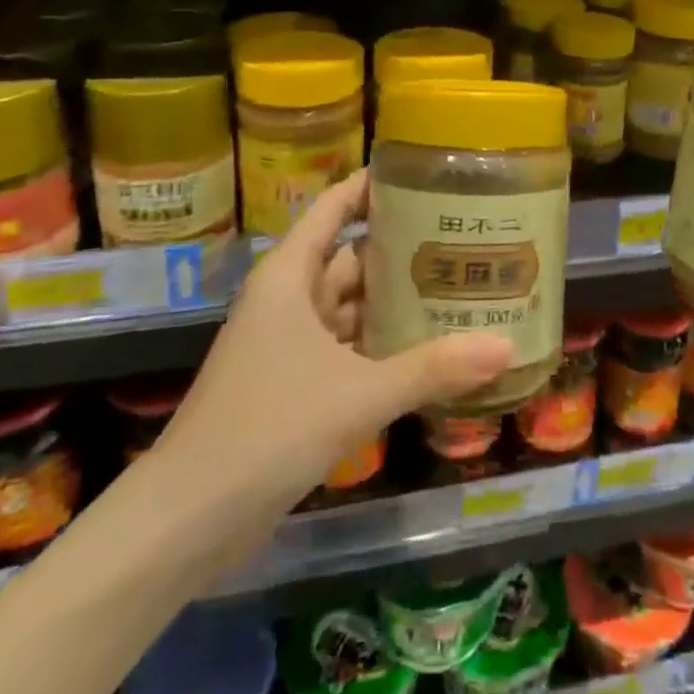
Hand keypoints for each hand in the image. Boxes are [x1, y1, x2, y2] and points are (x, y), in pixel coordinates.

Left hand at [150, 172, 512, 530]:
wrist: (187, 519)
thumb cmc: (267, 429)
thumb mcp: (358, 395)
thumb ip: (433, 368)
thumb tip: (506, 347)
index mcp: (291, 276)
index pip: (335, 207)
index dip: (373, 185)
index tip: (425, 173)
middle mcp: (290, 299)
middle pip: (353, 257)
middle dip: (403, 250)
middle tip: (465, 240)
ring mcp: (290, 343)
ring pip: (352, 306)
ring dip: (395, 302)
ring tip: (458, 289)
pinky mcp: (294, 383)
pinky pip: (347, 347)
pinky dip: (382, 345)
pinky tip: (428, 350)